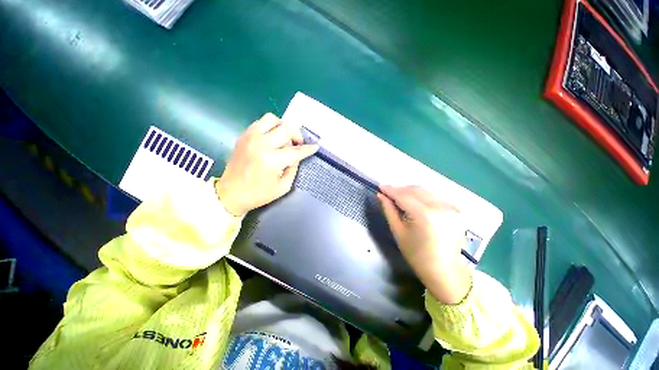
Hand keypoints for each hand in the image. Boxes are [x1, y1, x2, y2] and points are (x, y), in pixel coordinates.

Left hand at [215, 113, 318, 215]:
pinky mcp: (243, 136)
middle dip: (296, 136)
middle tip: (297, 145)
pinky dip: (270, 127)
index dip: (308, 149)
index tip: (315, 147)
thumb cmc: (259, 194)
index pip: (296, 150)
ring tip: (284, 138)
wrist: (230, 194)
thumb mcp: (283, 186)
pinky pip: (260, 122)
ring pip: (272, 119)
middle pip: (286, 129)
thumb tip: (297, 156)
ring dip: (282, 127)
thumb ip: (293, 168)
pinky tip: (272, 138)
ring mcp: (250, 137)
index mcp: (272, 160)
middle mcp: (261, 144)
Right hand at [378, 185, 471, 303]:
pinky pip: (434, 197)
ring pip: (425, 191)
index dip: (391, 190)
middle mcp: (440, 207)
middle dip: (400, 189)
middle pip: (415, 190)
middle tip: (388, 193)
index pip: (404, 196)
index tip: (380, 186)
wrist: (444, 271)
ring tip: (399, 196)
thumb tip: (381, 195)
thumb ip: (389, 210)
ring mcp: (451, 207)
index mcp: (425, 215)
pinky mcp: (456, 210)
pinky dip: (421, 196)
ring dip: (410, 191)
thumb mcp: (398, 232)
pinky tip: (414, 201)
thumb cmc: (416, 255)